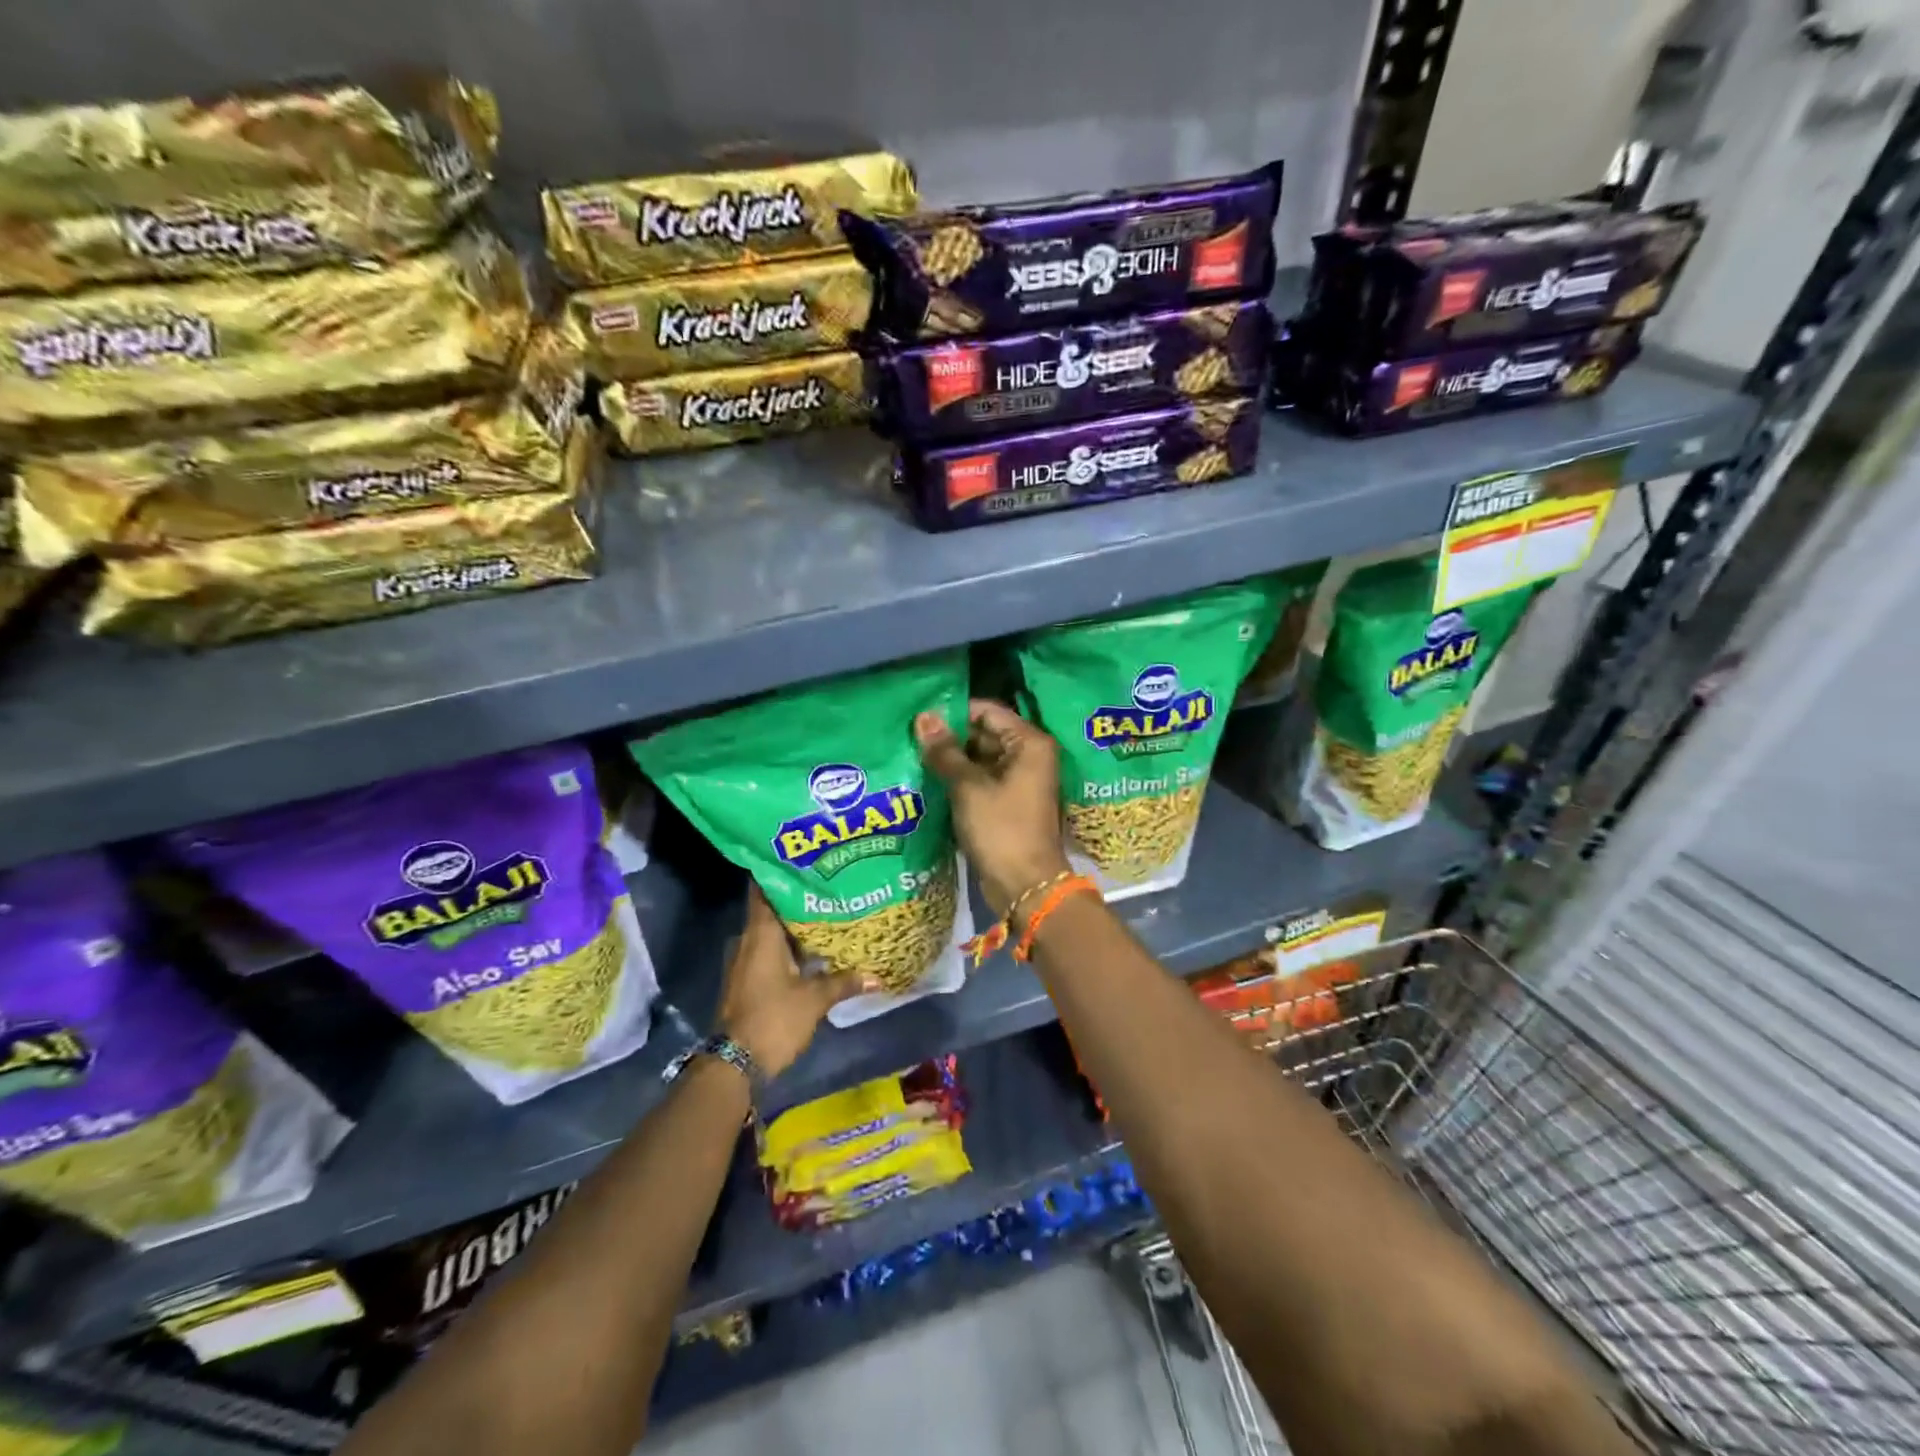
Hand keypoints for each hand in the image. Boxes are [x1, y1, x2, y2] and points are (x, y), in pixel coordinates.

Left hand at [717, 885, 868, 1077]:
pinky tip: (812, 949)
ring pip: (770, 932)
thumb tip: (877, 975)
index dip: (781, 873)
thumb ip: (844, 982)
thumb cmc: (774, 1019)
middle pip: (771, 909)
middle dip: (796, 898)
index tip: (804, 860)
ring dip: (793, 925)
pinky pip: (768, 951)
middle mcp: (748, 940)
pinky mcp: (747, 979)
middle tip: (827, 886)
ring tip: (826, 914)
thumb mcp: (815, 999)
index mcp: (761, 934)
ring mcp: (745, 961)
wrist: (736, 1063)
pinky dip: (788, 946)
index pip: (764, 889)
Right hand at [916, 699, 1072, 917]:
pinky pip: (982, 781)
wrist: (1025, 885)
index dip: (954, 713)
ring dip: (952, 761)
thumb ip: (945, 751)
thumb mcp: (968, 787)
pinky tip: (929, 781)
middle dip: (950, 738)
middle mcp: (1029, 756)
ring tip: (913, 757)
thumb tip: (923, 717)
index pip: (988, 711)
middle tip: (910, 738)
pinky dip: (960, 781)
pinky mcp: (1008, 803)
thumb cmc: (1001, 829)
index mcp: (1029, 743)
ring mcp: (1020, 781)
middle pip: (984, 734)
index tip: (920, 719)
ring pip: (980, 759)